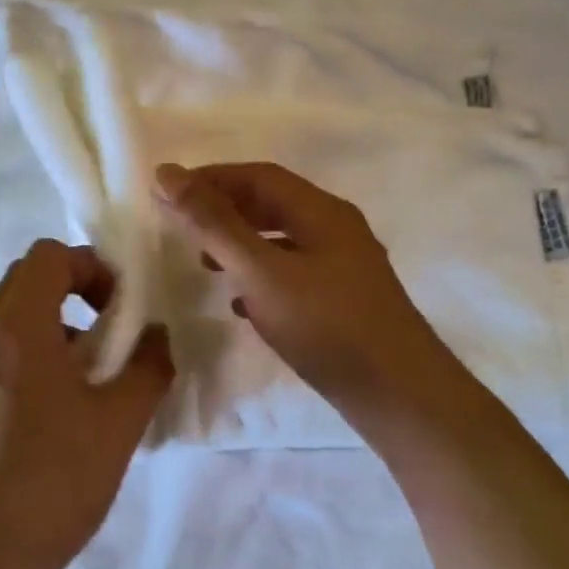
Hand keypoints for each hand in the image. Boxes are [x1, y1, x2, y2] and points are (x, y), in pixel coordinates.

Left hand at [0, 239, 174, 566]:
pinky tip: (57, 408)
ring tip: (89, 376)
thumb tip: (157, 337)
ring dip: (54, 326)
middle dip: (75, 292)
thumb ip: (147, 366)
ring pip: (11, 318)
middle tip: (110, 335)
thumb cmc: (55, 479)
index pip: (48, 256)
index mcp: (17, 329)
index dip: (91, 269)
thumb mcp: (119, 421)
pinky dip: (31, 354)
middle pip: (27, 280)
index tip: (120, 309)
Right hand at [153, 161, 451, 411]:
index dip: (211, 178)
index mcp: (321, 211)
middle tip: (181, 226)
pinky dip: (261, 277)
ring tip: (204, 264)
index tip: (168, 192)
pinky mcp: (345, 301)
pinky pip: (294, 274)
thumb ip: (214, 225)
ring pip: (282, 241)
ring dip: (241, 245)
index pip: (259, 176)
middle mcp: (336, 229)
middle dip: (224, 210)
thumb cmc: (328, 326)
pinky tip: (242, 304)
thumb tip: (168, 174)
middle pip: (272, 204)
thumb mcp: (262, 272)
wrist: (400, 394)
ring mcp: (345, 266)